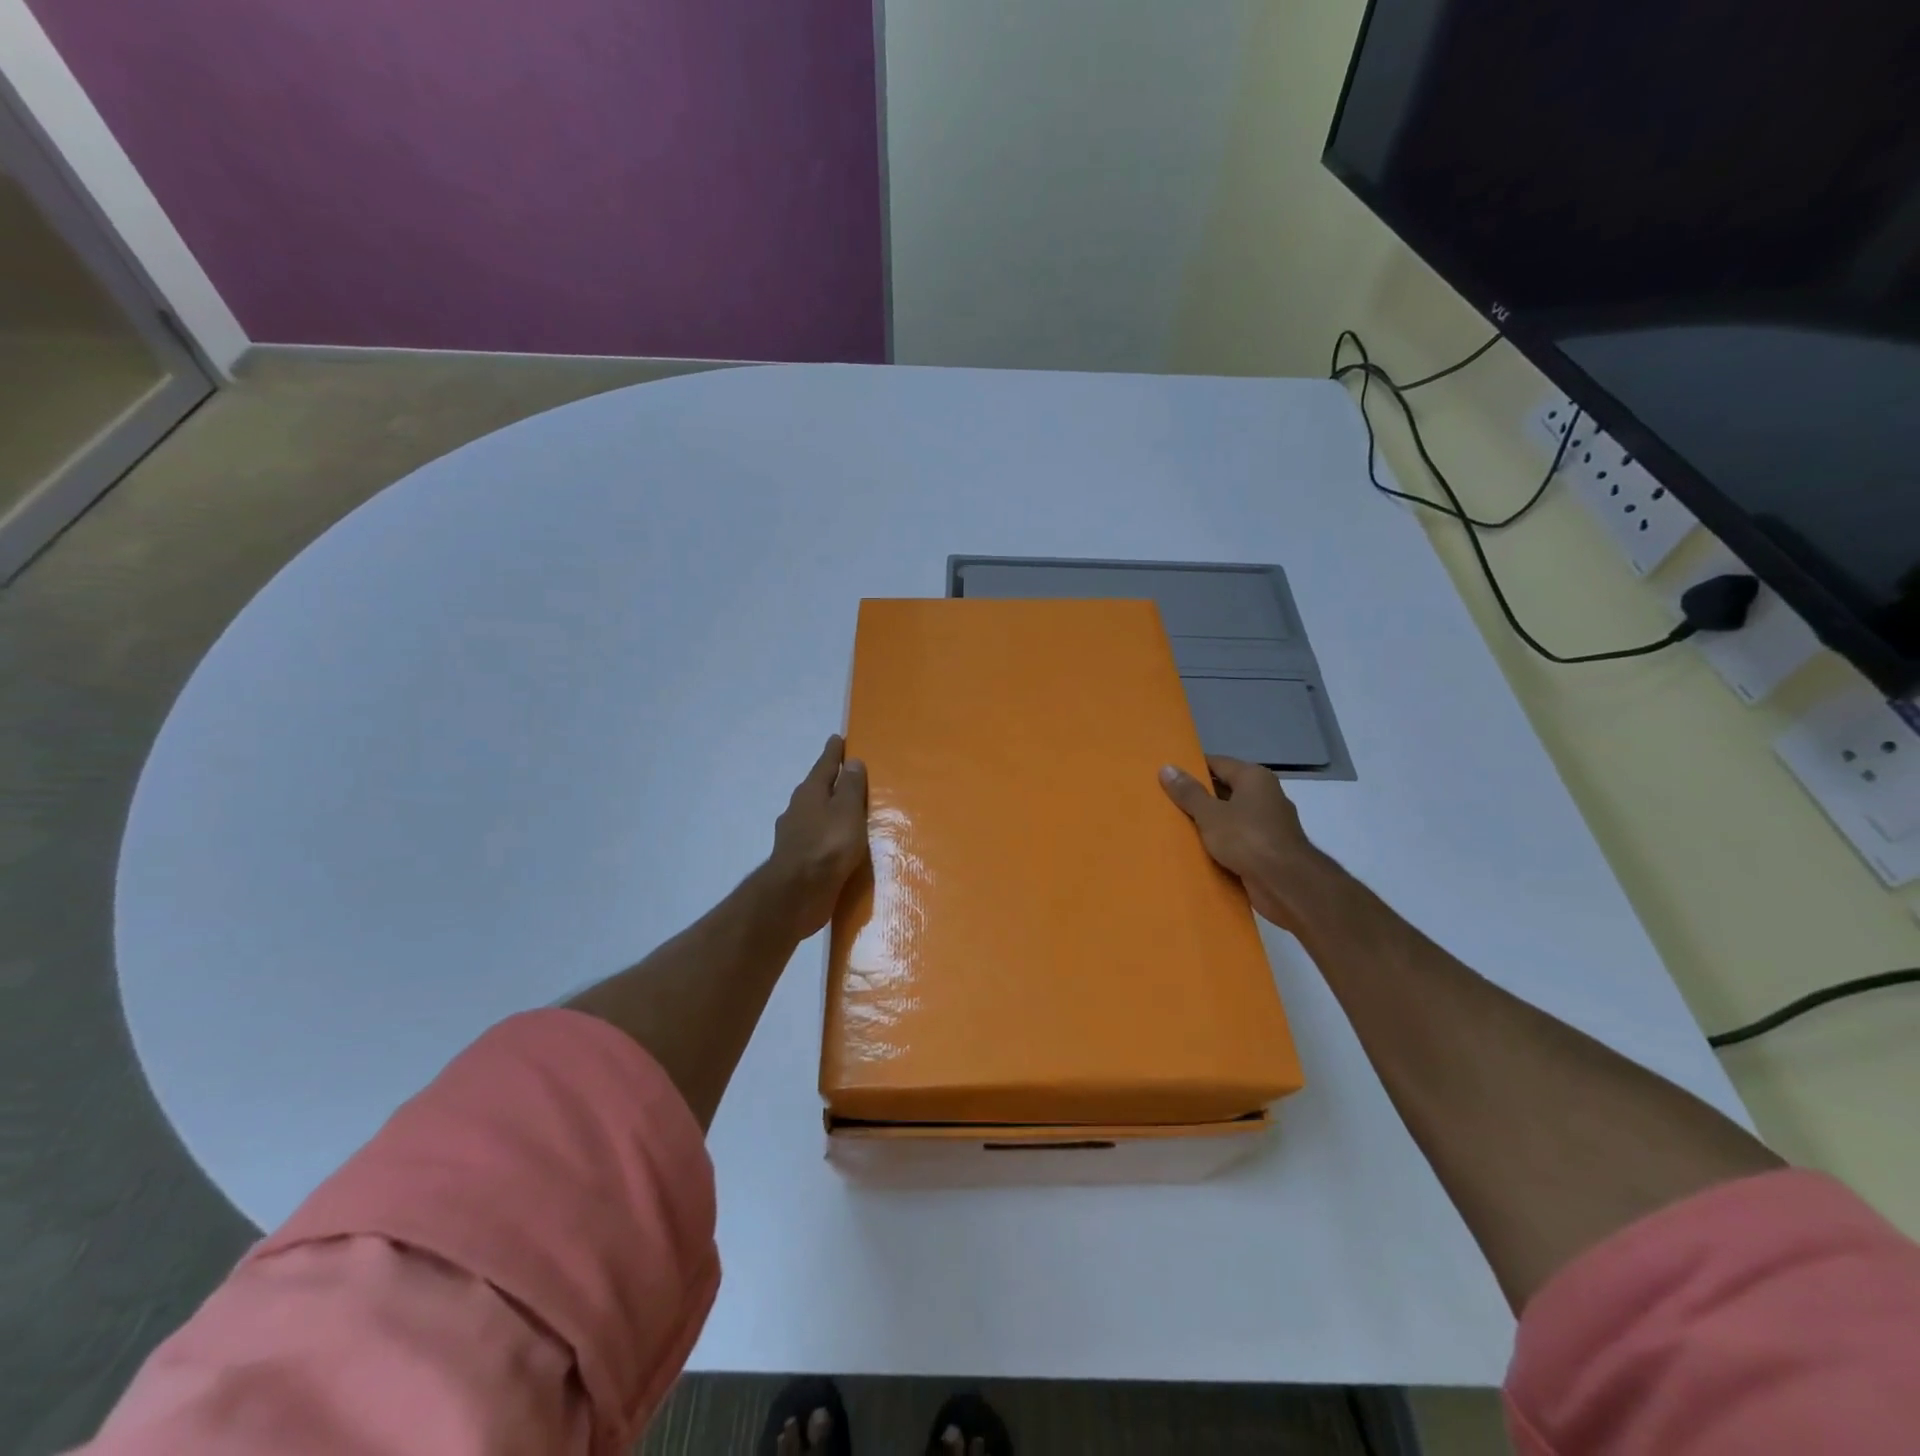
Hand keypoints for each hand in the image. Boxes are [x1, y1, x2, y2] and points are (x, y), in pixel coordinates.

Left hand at [766, 735, 870, 937]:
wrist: (798, 894)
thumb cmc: (827, 845)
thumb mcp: (847, 810)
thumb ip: (850, 786)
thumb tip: (851, 761)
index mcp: (810, 792)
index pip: (825, 765)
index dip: (833, 752)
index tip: (838, 739)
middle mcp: (798, 810)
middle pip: (818, 789)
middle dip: (832, 782)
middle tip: (849, 775)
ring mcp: (795, 836)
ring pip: (816, 815)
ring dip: (830, 811)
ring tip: (850, 813)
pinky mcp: (799, 860)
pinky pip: (818, 839)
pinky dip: (829, 836)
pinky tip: (840, 845)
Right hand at [1159, 755, 1336, 931]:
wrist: (1286, 884)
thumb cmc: (1247, 839)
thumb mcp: (1210, 814)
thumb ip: (1188, 792)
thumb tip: (1166, 767)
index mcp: (1254, 778)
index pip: (1217, 763)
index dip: (1191, 768)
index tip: (1166, 776)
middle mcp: (1265, 795)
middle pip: (1224, 789)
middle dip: (1197, 797)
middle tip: (1165, 801)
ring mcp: (1269, 823)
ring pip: (1230, 816)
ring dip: (1208, 823)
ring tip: (1175, 826)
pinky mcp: (1268, 849)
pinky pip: (1237, 839)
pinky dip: (1220, 843)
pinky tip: (1197, 849)